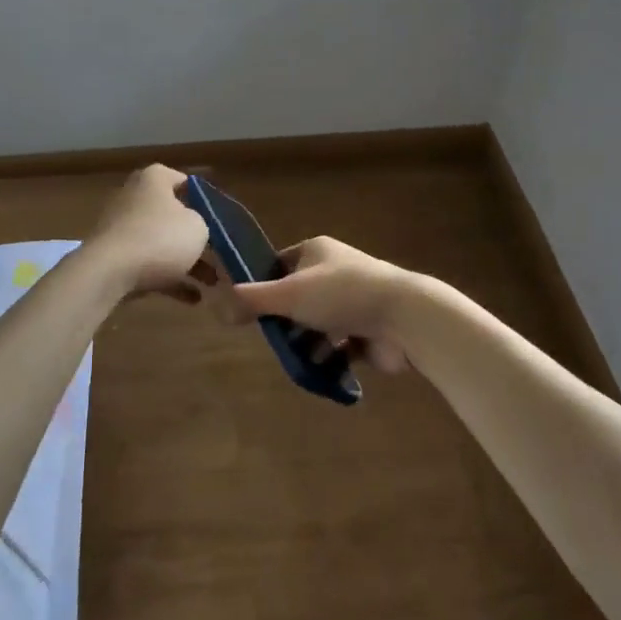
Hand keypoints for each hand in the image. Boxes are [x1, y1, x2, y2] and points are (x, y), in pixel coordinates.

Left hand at [83, 164, 216, 302]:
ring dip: (188, 263)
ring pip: (163, 242)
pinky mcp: (115, 256)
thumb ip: (204, 223)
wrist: (109, 273)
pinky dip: (170, 278)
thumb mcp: (198, 227)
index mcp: (154, 179)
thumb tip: (195, 228)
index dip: (207, 201)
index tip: (222, 220)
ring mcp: (123, 227)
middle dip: (197, 237)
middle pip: (174, 215)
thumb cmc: (160, 238)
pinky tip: (193, 299)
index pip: (186, 182)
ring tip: (212, 283)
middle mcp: (136, 197)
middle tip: (219, 254)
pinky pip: (149, 263)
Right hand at [225, 235, 417, 372]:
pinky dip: (330, 357)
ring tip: (298, 358)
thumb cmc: (343, 295)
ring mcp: (354, 301)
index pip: (280, 264)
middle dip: (286, 321)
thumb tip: (216, 304)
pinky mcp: (368, 330)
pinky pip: (340, 345)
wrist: (404, 317)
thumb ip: (252, 300)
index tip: (251, 309)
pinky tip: (322, 368)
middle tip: (274, 339)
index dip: (264, 285)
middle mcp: (335, 271)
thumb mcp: (289, 294)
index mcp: (317, 251)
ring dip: (307, 342)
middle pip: (298, 298)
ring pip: (318, 323)